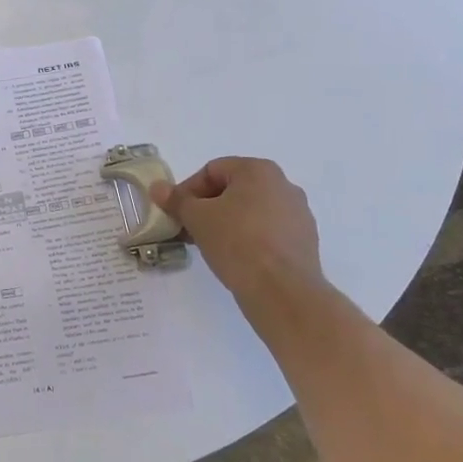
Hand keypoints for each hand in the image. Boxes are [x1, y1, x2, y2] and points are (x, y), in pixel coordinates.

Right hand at [149, 157, 327, 312]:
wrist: (282, 291)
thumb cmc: (236, 242)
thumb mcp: (197, 218)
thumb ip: (176, 200)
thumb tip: (158, 188)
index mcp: (259, 170)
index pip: (212, 170)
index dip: (188, 190)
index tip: (176, 213)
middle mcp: (284, 185)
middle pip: (233, 190)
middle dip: (206, 208)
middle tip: (188, 229)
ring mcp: (298, 214)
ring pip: (251, 211)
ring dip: (226, 223)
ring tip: (209, 246)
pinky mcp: (304, 241)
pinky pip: (268, 231)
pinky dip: (248, 238)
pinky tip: (234, 258)